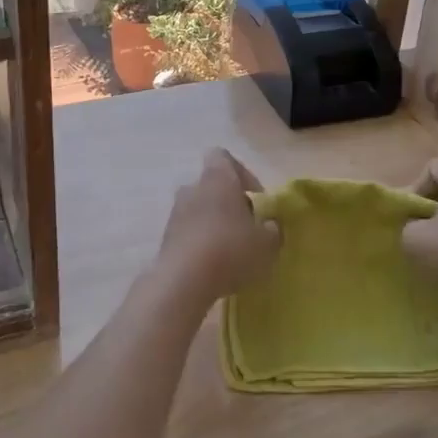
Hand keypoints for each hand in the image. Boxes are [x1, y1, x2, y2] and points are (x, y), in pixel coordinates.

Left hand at [150, 149, 279, 313]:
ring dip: (214, 224)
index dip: (242, 173)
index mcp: (217, 178)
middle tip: (247, 227)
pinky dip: (201, 242)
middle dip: (230, 203)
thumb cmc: (230, 249)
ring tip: (231, 251)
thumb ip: (272, 229)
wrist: (183, 281)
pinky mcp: (165, 238)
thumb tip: (269, 225)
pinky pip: (188, 231)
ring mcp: (175, 212)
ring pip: (199, 209)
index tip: (256, 197)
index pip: (223, 157)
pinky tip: (214, 265)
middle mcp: (192, 187)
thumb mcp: (267, 243)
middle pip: (212, 185)